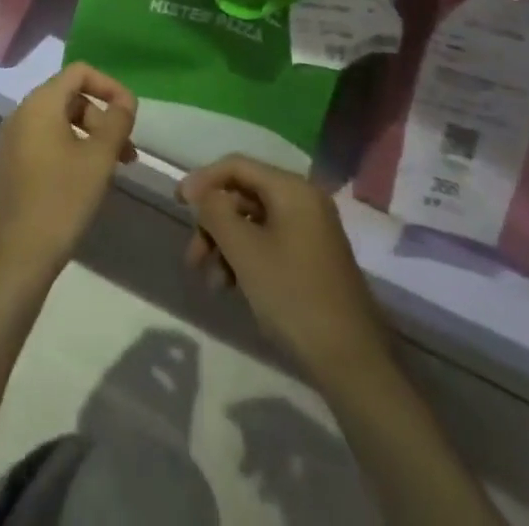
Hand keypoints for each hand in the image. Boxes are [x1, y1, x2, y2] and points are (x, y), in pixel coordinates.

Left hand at [0, 64, 137, 287]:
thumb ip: (117, 121)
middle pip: (69, 97)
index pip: (79, 72)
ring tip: (111, 170)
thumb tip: (125, 101)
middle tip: (126, 151)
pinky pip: (43, 144)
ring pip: (57, 124)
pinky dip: (68, 151)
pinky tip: (83, 183)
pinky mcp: (7, 167)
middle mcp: (19, 114)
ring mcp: (9, 142)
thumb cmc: (60, 201)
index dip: (110, 86)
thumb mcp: (99, 159)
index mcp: (39, 104)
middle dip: (102, 117)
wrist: (13, 260)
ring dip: (88, 137)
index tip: (131, 114)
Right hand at [179, 156, 384, 381]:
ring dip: (226, 245)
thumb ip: (216, 212)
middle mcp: (304, 200)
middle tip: (192, 256)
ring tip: (211, 282)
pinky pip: (270, 242)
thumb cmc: (293, 296)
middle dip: (213, 223)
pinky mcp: (313, 258)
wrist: (352, 362)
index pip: (237, 166)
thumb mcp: (245, 252)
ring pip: (254, 222)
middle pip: (244, 195)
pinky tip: (232, 288)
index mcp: (292, 189)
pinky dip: (246, 258)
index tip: (177, 204)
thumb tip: (201, 192)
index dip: (203, 180)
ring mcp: (311, 230)